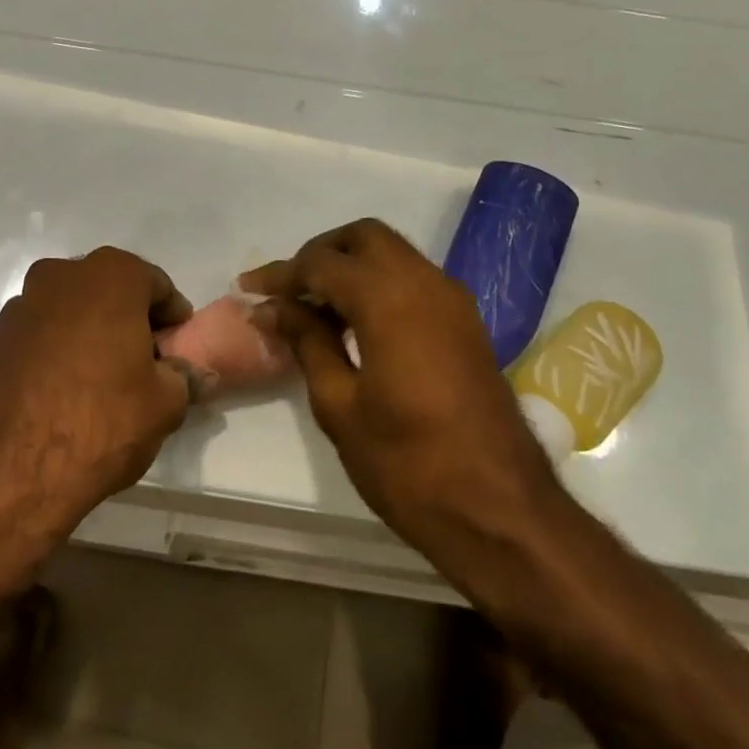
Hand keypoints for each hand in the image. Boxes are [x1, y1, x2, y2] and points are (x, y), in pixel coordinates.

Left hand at [0, 248, 196, 534]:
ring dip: (92, 334)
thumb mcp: (164, 404)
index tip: (177, 349)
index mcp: (112, 275)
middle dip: (131, 321)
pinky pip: (44, 335)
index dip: (173, 318)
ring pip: (74, 311)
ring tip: (105, 380)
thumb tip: (196, 374)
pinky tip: (68, 390)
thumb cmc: (102, 418)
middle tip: (146, 363)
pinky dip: (60, 351)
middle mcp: (64, 275)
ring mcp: (23, 304)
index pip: (157, 286)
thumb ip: (184, 379)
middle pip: (111, 292)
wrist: (7, 466)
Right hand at [241, 219, 563, 562]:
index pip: (323, 263)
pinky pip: (414, 280)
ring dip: (351, 267)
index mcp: (390, 299)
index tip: (248, 290)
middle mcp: (426, 284)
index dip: (281, 273)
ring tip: (313, 309)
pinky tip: (353, 324)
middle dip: (321, 253)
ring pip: (393, 255)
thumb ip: (307, 342)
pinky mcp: (466, 324)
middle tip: (288, 290)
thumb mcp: (340, 405)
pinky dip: (379, 285)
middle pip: (365, 238)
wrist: (500, 511)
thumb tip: (275, 308)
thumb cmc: (408, 464)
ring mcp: (453, 302)